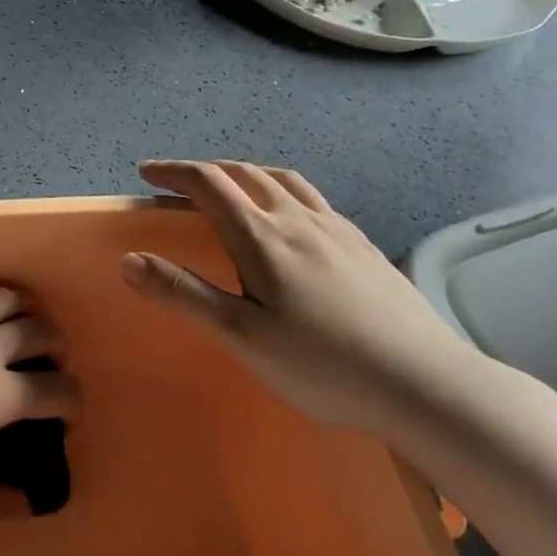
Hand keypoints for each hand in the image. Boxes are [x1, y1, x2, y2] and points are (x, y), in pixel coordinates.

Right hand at [121, 159, 485, 431]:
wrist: (428, 385)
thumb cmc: (324, 365)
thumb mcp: (242, 336)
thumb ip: (183, 294)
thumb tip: (128, 259)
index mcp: (262, 237)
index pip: (209, 184)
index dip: (174, 172)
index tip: (147, 173)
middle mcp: (298, 220)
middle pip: (246, 174)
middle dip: (206, 171)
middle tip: (179, 182)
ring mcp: (337, 230)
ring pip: (283, 180)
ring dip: (246, 174)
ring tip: (231, 187)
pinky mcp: (364, 246)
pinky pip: (313, 199)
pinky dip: (283, 191)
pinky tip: (291, 219)